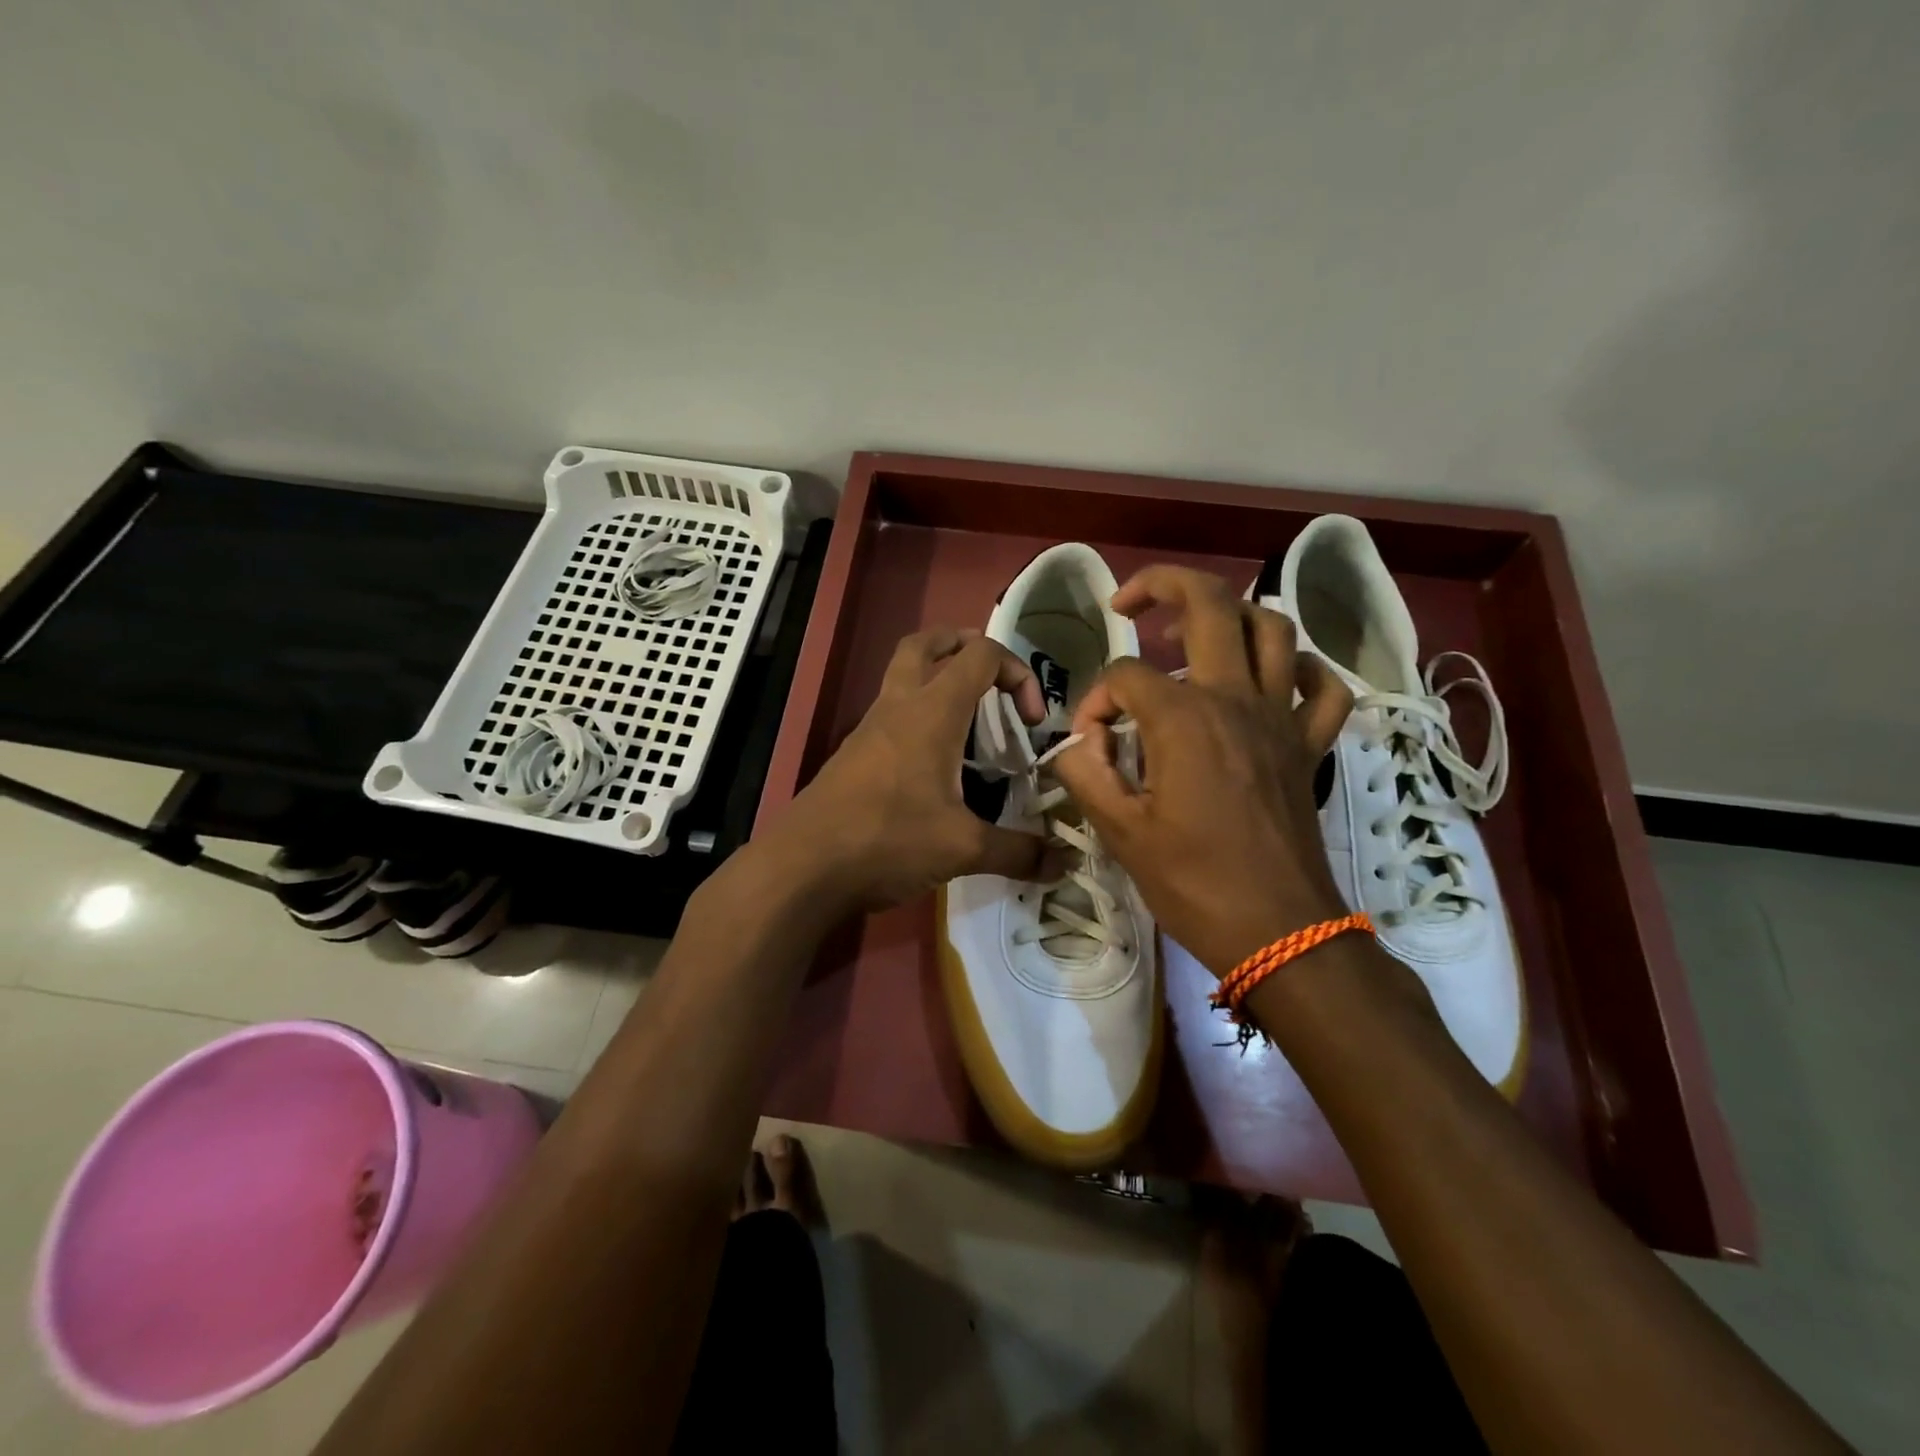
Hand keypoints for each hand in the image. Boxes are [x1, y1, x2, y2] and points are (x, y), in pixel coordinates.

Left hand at [772, 629, 1050, 910]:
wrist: (804, 866)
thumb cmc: (887, 839)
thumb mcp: (962, 849)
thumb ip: (1018, 852)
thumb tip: (1064, 863)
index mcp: (932, 711)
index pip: (981, 654)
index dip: (1017, 672)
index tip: (1031, 721)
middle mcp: (899, 705)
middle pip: (927, 643)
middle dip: (964, 646)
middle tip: (991, 678)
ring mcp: (870, 727)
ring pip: (903, 675)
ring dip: (939, 681)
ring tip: (971, 724)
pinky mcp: (854, 753)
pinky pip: (892, 714)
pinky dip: (919, 718)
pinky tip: (936, 766)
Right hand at [1051, 566, 1353, 976]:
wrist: (1279, 932)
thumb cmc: (1193, 883)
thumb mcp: (1119, 832)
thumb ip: (1086, 772)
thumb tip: (1080, 742)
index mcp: (1184, 718)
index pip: (1124, 677)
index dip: (1094, 702)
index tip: (1089, 744)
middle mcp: (1236, 699)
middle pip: (1210, 604)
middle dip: (1163, 586)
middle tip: (1129, 603)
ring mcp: (1281, 718)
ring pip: (1273, 629)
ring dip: (1231, 616)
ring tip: (1193, 636)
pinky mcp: (1309, 745)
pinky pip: (1320, 687)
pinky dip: (1299, 670)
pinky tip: (1270, 679)